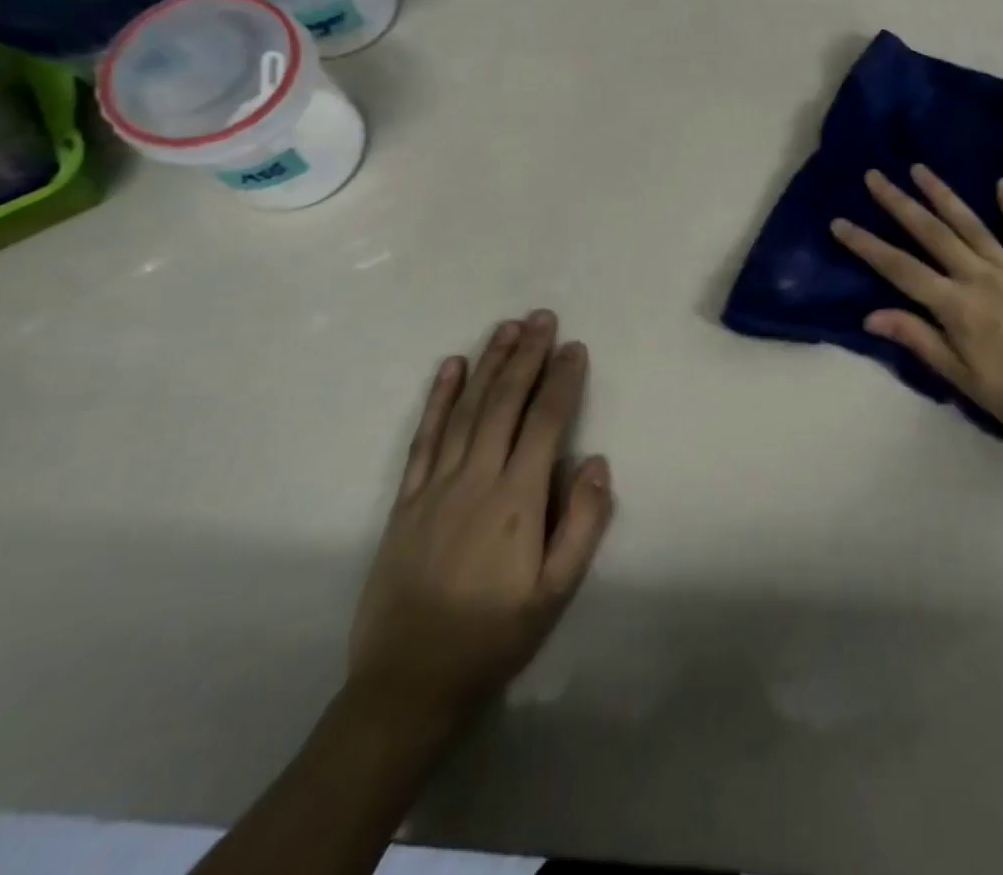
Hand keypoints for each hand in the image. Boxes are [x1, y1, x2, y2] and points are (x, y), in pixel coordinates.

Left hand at [347, 310, 613, 723]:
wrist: (406, 685)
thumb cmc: (493, 637)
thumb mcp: (555, 594)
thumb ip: (581, 525)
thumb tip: (596, 461)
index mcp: (516, 500)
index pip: (545, 423)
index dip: (562, 381)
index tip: (574, 347)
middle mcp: (475, 480)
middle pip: (505, 403)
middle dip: (526, 356)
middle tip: (542, 317)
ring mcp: (435, 486)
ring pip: (467, 410)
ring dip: (489, 364)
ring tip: (507, 327)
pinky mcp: (405, 500)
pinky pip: (424, 438)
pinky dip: (439, 399)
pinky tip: (451, 367)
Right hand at [831, 166, 1002, 451]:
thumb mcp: (961, 378)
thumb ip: (919, 340)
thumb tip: (871, 315)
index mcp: (956, 307)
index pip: (900, 269)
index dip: (867, 245)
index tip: (840, 223)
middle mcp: (980, 278)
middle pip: (932, 234)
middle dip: (899, 203)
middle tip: (874, 177)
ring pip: (971, 225)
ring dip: (943, 195)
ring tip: (920, 169)